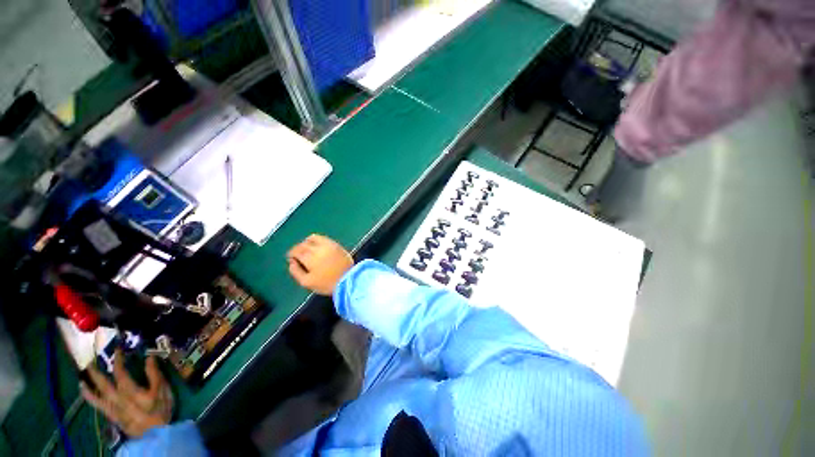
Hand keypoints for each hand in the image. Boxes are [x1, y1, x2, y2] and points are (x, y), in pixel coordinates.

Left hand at [80, 350, 173, 437]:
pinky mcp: (111, 416)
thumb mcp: (162, 390)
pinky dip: (89, 397)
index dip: (117, 359)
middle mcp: (116, 397)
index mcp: (129, 390)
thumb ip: (154, 374)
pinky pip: (97, 405)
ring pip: (94, 396)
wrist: (155, 433)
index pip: (120, 371)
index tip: (117, 349)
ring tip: (81, 378)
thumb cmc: (160, 409)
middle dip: (95, 371)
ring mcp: (112, 408)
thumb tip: (149, 356)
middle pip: (102, 383)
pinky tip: (86, 393)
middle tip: (90, 361)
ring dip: (87, 385)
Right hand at [287, 234, 353, 295]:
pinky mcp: (336, 245)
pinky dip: (317, 240)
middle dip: (298, 248)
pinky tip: (317, 246)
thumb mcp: (307, 282)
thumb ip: (296, 272)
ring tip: (307, 249)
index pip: (296, 251)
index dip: (291, 253)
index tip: (291, 258)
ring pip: (313, 238)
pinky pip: (324, 238)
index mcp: (310, 258)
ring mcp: (329, 245)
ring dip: (307, 242)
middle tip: (297, 254)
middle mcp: (318, 248)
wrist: (348, 279)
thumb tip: (291, 262)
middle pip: (304, 244)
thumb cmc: (327, 283)